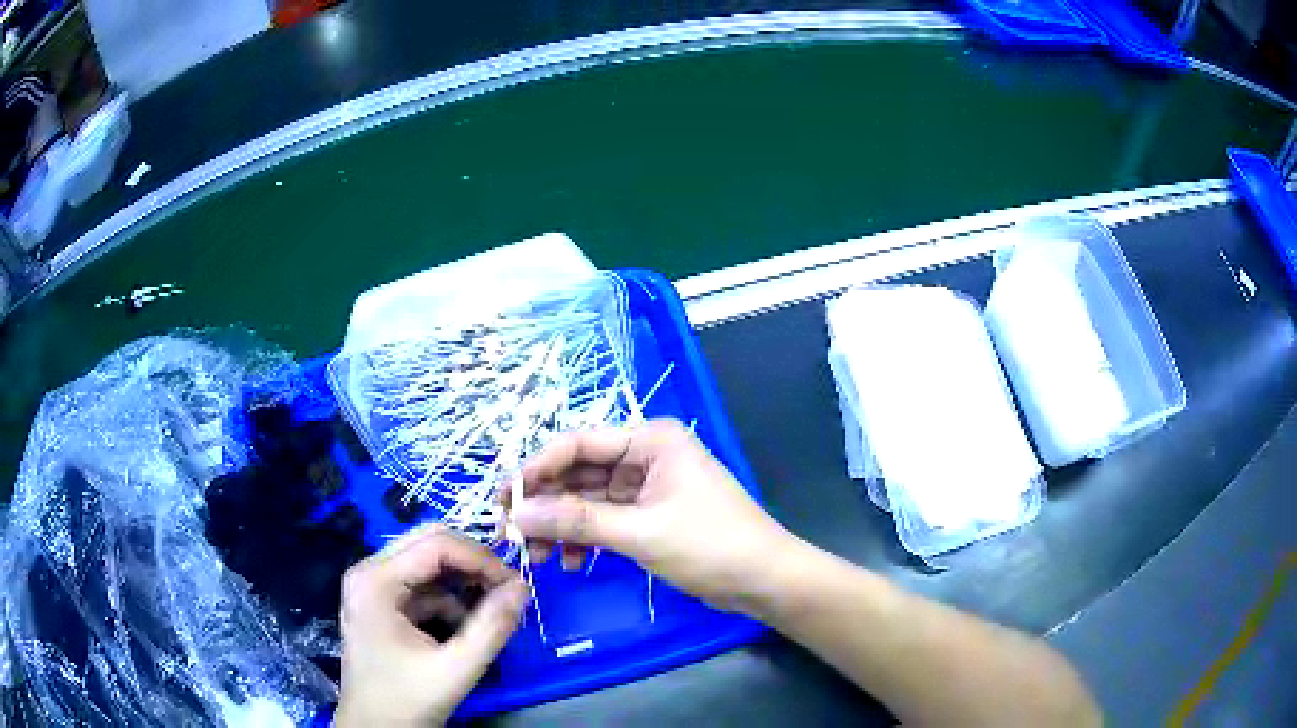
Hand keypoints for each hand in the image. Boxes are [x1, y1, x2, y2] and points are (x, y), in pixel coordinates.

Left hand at [335, 525, 528, 726]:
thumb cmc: (406, 700)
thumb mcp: (455, 669)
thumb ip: (492, 628)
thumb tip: (523, 588)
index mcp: (376, 581)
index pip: (436, 544)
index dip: (481, 558)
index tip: (516, 586)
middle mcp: (370, 572)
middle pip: (429, 544)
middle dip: (473, 565)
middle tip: (507, 591)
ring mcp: (373, 587)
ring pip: (428, 565)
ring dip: (463, 584)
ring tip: (493, 612)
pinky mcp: (382, 604)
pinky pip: (423, 587)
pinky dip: (450, 601)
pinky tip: (467, 628)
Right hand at [511, 419, 795, 615]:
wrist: (764, 580)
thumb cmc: (710, 545)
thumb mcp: (641, 532)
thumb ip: (578, 521)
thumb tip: (518, 514)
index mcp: (650, 440)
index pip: (579, 443)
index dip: (538, 468)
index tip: (505, 497)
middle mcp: (646, 456)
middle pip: (580, 472)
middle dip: (546, 502)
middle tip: (512, 531)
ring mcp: (647, 487)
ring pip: (588, 500)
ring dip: (562, 525)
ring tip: (539, 555)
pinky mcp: (649, 516)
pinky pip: (604, 520)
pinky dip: (585, 538)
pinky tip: (571, 561)